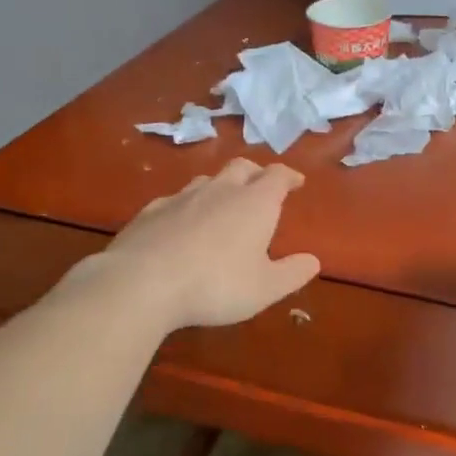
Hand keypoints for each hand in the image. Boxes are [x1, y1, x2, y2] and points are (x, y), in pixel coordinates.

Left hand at [93, 159, 320, 329]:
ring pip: (207, 179)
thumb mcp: (264, 288)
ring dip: (220, 186)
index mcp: (254, 203)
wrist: (142, 282)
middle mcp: (220, 190)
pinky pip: (175, 199)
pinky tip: (181, 222)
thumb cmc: (216, 284)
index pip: (277, 176)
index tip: (296, 181)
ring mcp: (182, 197)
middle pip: (242, 167)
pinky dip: (186, 206)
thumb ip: (292, 274)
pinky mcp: (151, 211)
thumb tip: (313, 261)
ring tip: (223, 203)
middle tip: (262, 186)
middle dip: (256, 173)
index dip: (289, 176)